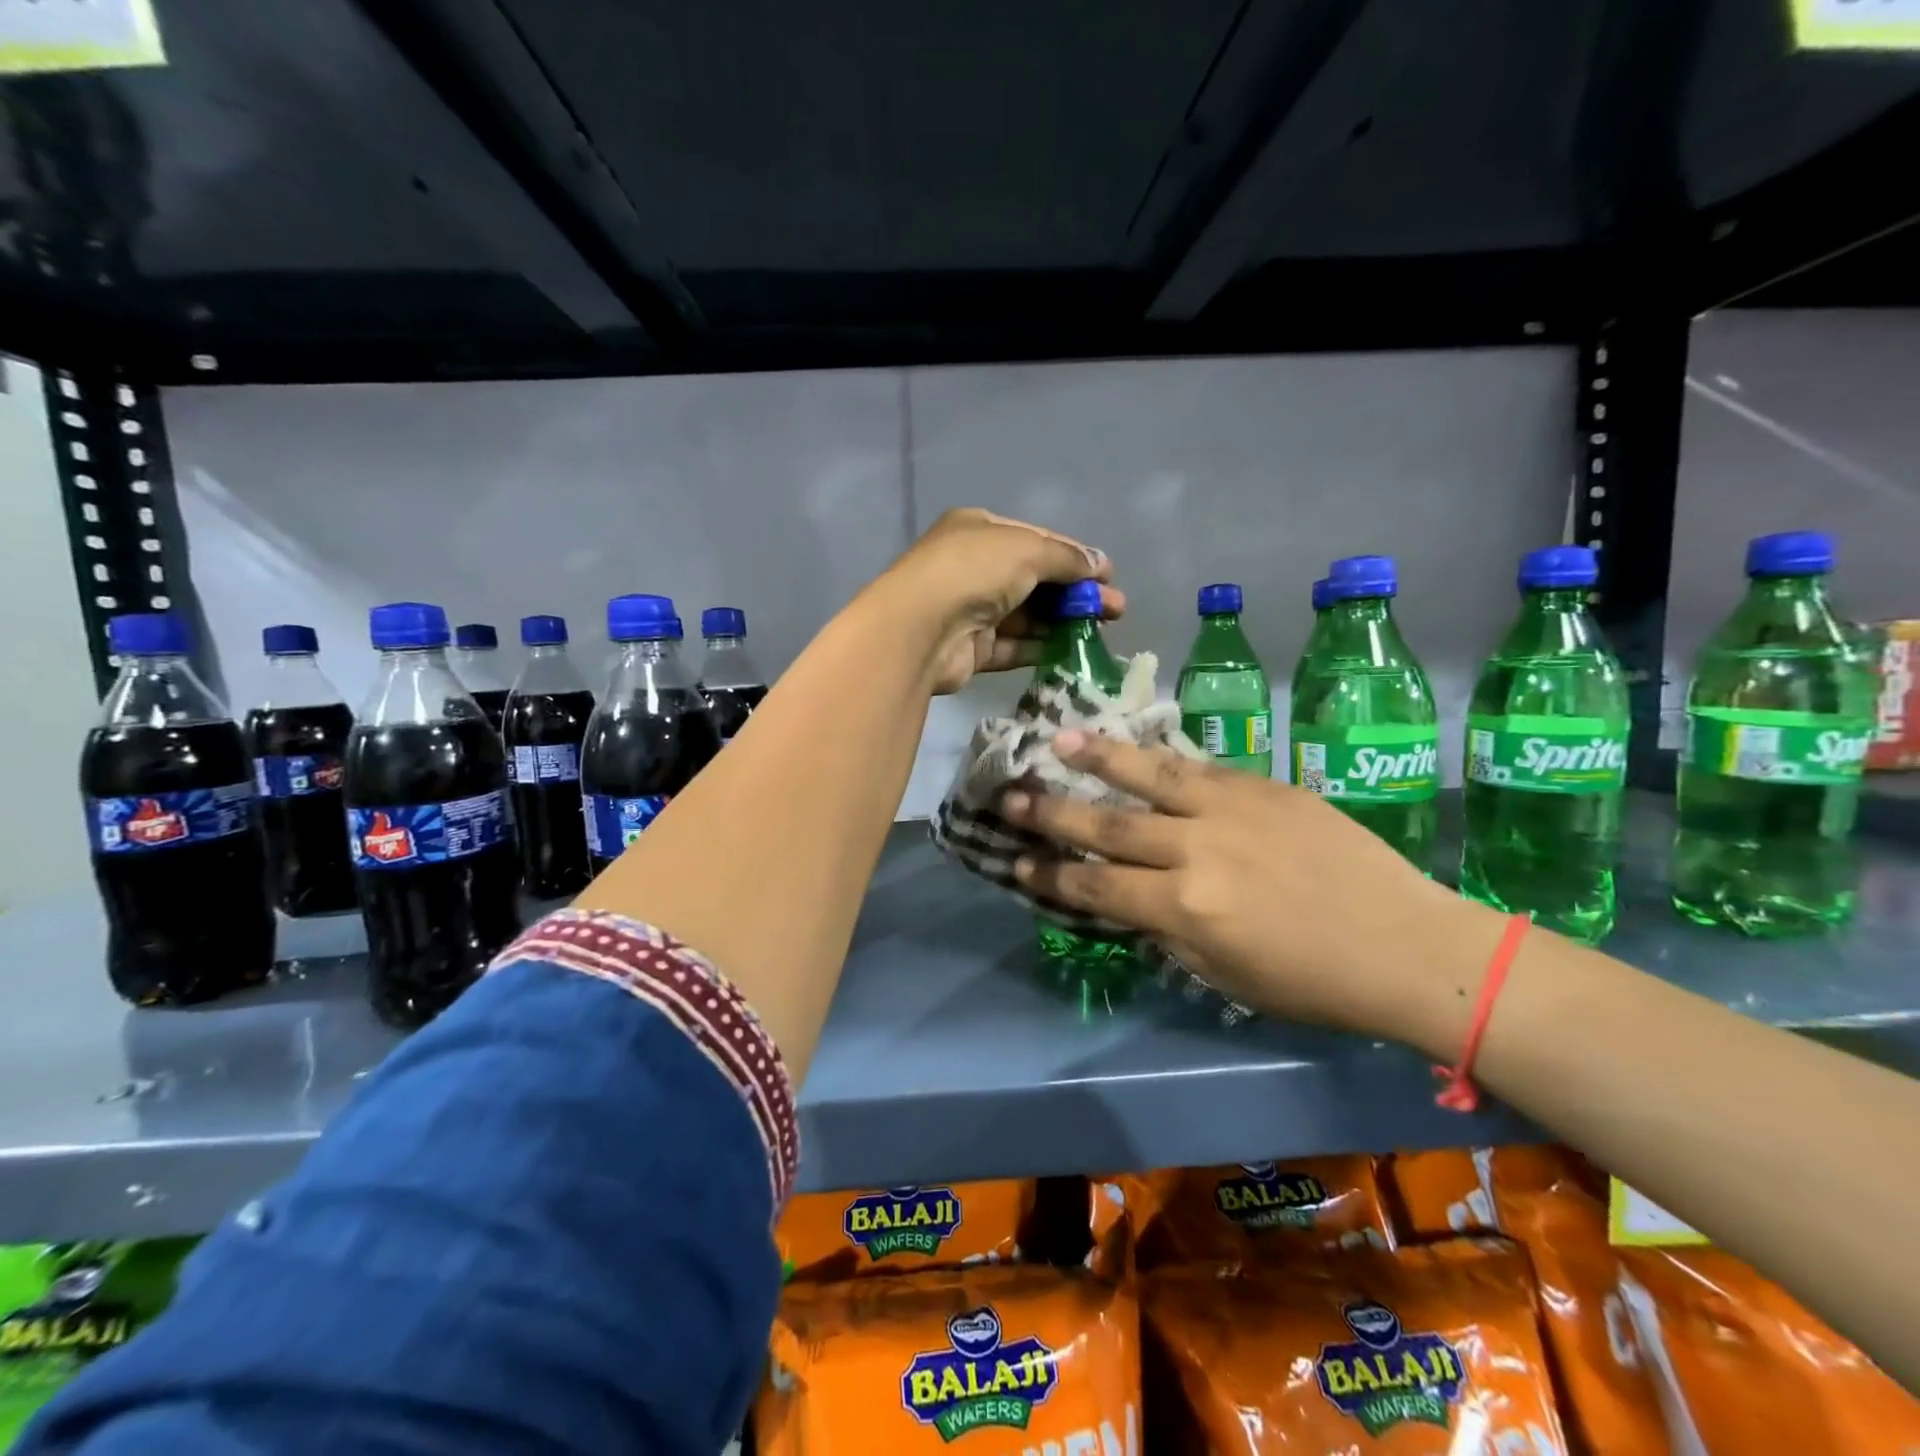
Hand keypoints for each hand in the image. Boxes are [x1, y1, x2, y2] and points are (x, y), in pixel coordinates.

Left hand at [874, 509, 1122, 694]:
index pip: (1037, 540)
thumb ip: (1066, 557)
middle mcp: (974, 567)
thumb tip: (1100, 564)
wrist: (920, 629)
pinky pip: (1014, 645)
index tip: (1108, 575)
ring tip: (1101, 630)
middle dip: (1076, 592)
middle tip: (1115, 609)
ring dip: (1063, 621)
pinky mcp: (972, 648)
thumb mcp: (1027, 549)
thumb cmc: (973, 572)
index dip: (1075, 556)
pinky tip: (1071, 651)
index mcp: (980, 531)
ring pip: (1027, 614)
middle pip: (1035, 579)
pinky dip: (1041, 647)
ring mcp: (971, 609)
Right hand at [1000, 731, 1506, 1045]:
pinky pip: (1200, 767)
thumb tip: (1129, 898)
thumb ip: (1166, 930)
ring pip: (1149, 776)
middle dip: (1052, 811)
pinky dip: (1159, 758)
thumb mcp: (1224, 976)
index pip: (1097, 886)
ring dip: (1097, 758)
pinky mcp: (1264, 786)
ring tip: (1058, 739)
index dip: (1051, 875)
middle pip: (1108, 825)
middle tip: (1009, 793)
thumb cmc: (1314, 981)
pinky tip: (1134, 746)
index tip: (1015, 859)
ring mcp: (1231, 809)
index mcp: (1185, 908)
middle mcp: (1196, 849)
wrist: (1408, 943)